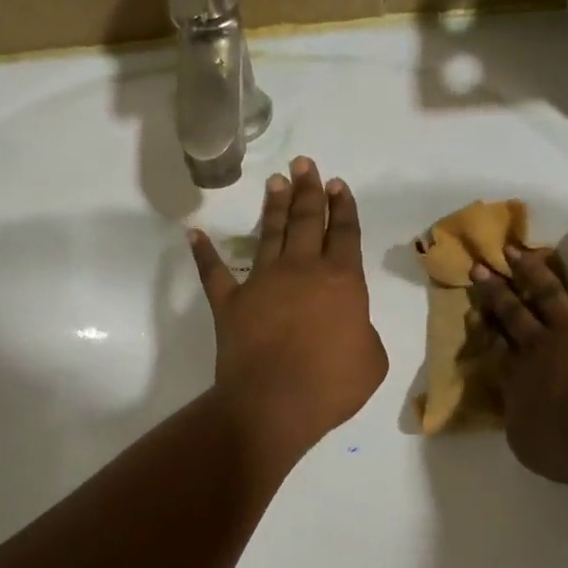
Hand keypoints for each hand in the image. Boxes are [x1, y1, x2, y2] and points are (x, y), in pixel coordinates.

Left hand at [190, 157, 388, 467]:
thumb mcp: (372, 360)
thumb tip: (350, 327)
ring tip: (276, 181)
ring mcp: (262, 282)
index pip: (345, 233)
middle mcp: (302, 270)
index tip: (337, 184)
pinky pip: (214, 272)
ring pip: (269, 234)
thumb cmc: (332, 384)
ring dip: (273, 206)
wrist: (274, 403)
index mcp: (342, 281)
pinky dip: (204, 253)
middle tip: (305, 164)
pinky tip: (196, 234)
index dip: (343, 207)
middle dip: (308, 190)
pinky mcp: (230, 302)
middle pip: (307, 221)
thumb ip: (363, 333)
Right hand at [469, 217, 567, 485]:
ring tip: (513, 248)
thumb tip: (514, 408)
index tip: (473, 311)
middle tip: (479, 268)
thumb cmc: (567, 447)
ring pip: (546, 289)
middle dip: (495, 290)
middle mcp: (538, 344)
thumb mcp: (525, 444)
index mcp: (517, 376)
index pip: (496, 345)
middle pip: (512, 312)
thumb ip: (517, 421)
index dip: (484, 326)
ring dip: (530, 268)